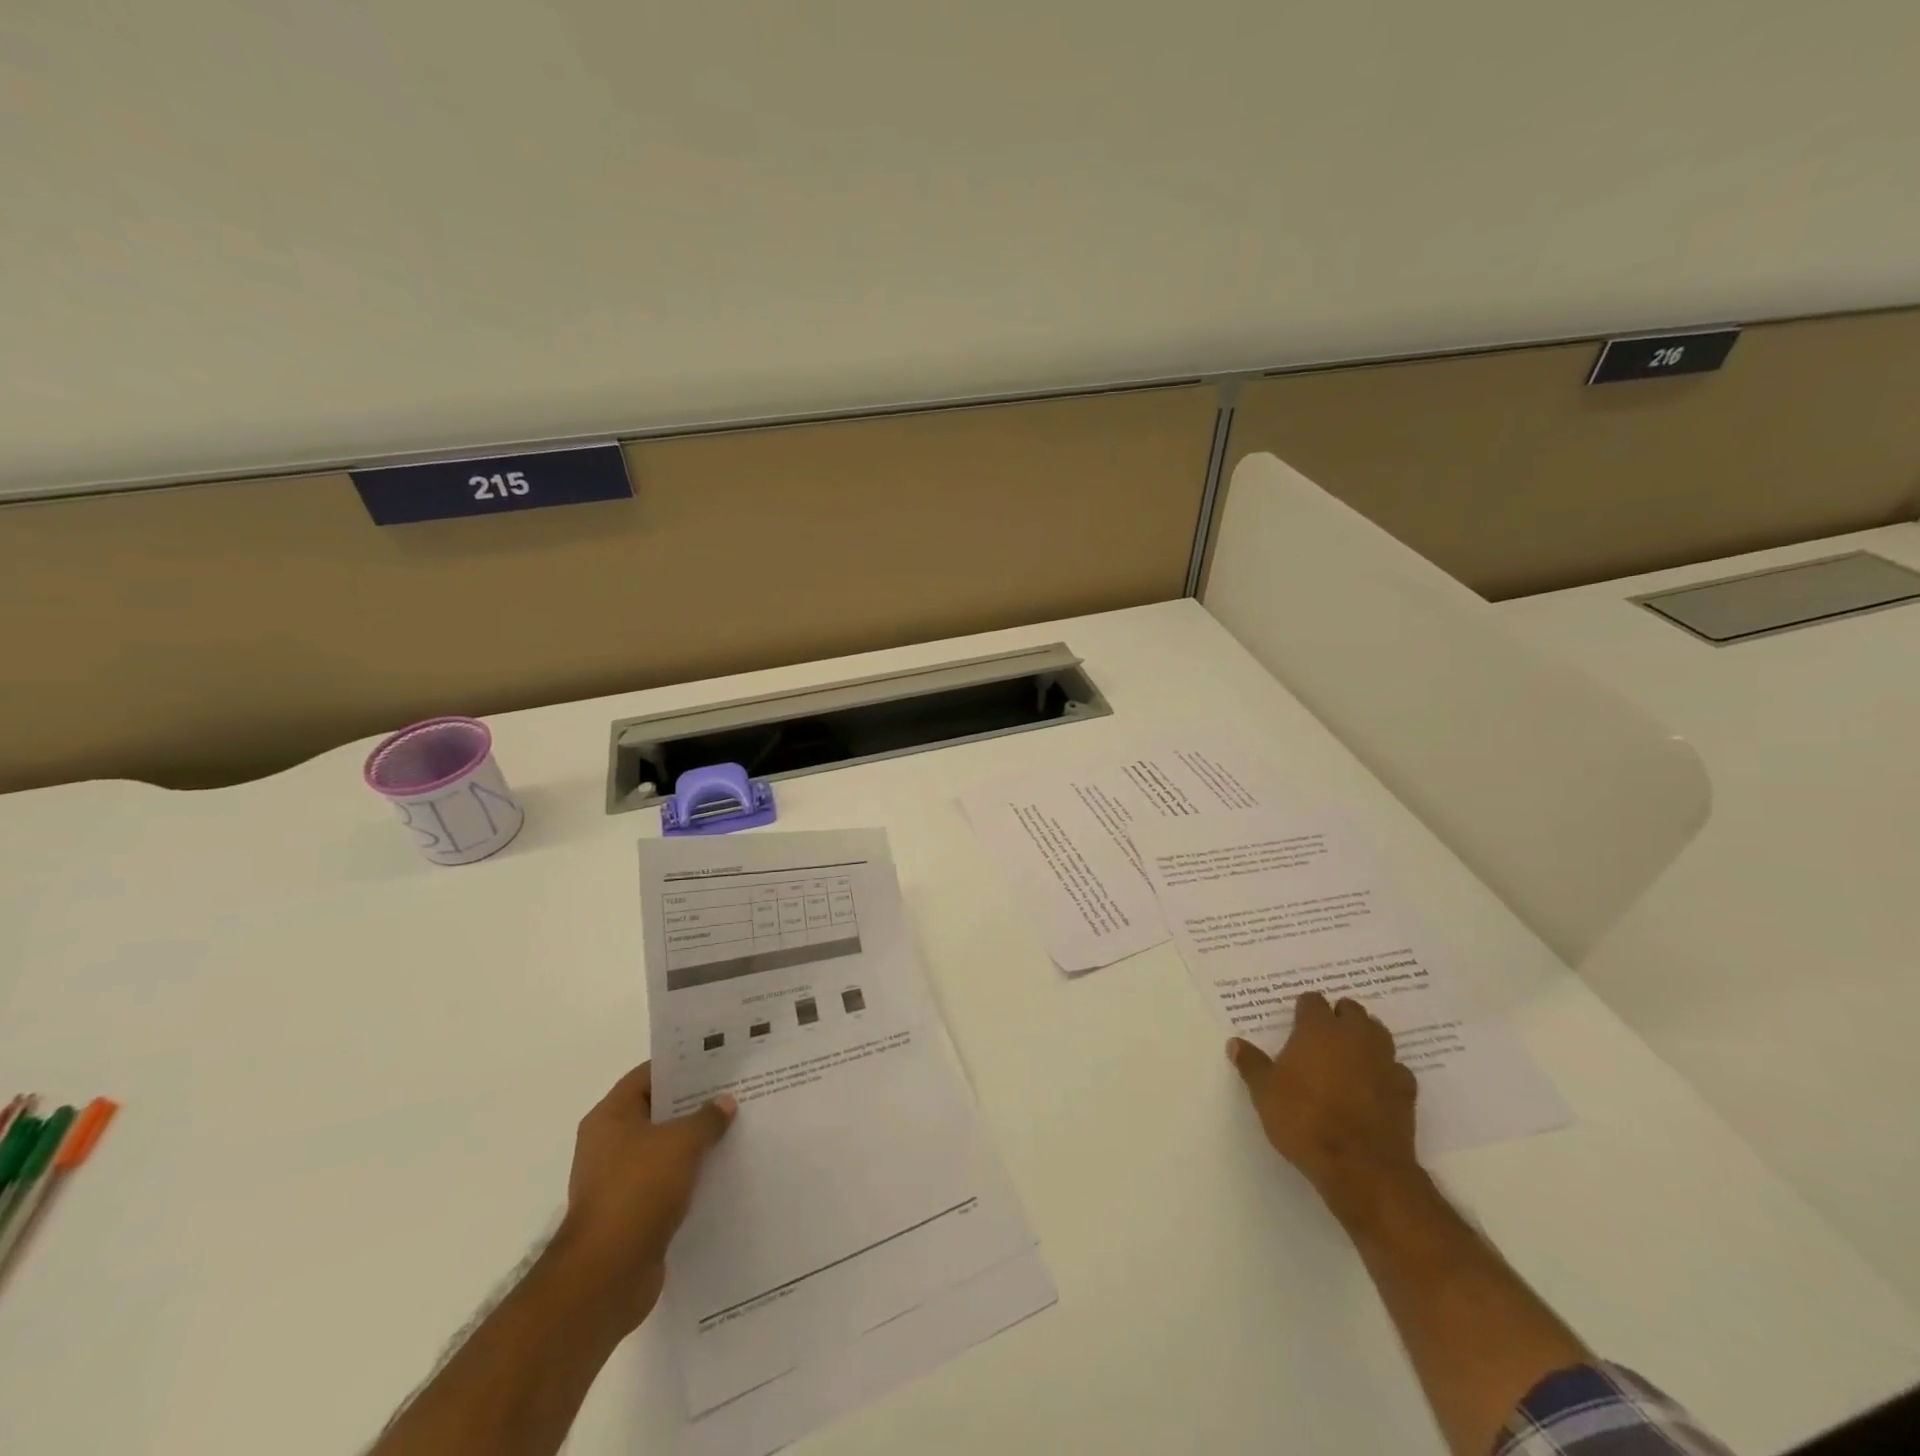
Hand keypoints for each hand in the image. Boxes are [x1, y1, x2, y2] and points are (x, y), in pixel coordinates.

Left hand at [554, 1062, 735, 1332]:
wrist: (606, 1276)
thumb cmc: (638, 1191)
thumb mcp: (682, 1143)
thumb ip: (706, 1118)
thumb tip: (724, 1103)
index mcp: (610, 1117)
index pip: (648, 1076)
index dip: (681, 1066)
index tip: (717, 1062)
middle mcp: (608, 1144)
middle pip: (657, 1112)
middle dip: (693, 1105)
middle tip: (733, 1093)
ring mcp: (618, 1181)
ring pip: (664, 1150)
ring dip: (694, 1144)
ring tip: (735, 1130)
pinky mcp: (630, 1214)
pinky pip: (665, 1183)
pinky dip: (689, 1177)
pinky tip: (720, 1172)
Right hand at [1227, 992, 1420, 1226]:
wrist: (1361, 1167)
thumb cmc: (1305, 1120)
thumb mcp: (1265, 1093)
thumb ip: (1251, 1064)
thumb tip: (1235, 1043)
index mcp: (1318, 1029)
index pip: (1312, 1001)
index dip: (1303, 1009)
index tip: (1295, 1022)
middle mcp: (1354, 1036)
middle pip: (1351, 1010)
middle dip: (1338, 1016)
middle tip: (1322, 1036)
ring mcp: (1385, 1061)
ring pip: (1378, 1033)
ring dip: (1365, 1037)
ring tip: (1349, 1054)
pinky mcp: (1406, 1090)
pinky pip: (1396, 1068)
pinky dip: (1386, 1071)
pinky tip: (1374, 1085)